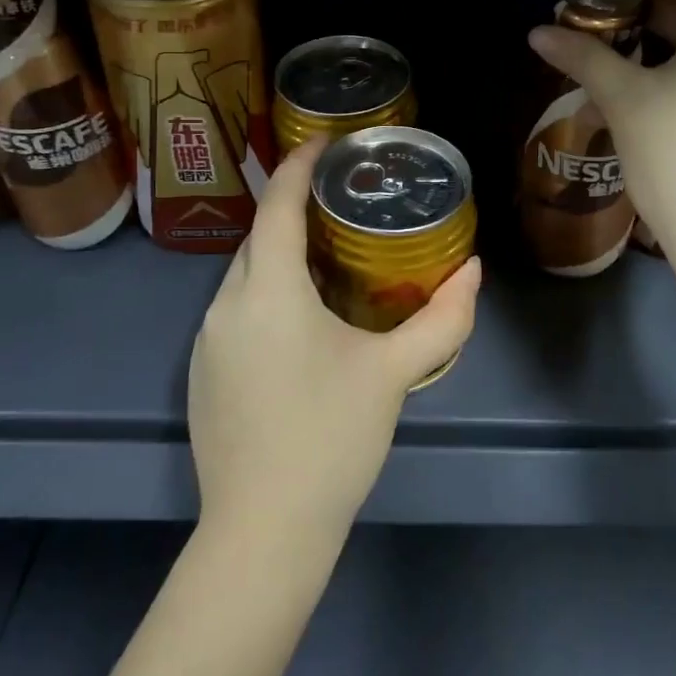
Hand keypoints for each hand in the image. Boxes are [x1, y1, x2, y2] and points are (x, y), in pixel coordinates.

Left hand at [187, 137, 482, 545]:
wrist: (262, 534)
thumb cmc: (330, 438)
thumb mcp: (394, 372)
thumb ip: (443, 319)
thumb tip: (474, 271)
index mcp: (268, 292)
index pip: (279, 206)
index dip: (299, 166)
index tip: (325, 142)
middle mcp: (226, 306)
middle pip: (258, 238)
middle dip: (294, 211)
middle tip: (341, 203)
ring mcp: (206, 343)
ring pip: (244, 278)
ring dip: (280, 258)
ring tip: (327, 259)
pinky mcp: (201, 376)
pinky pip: (235, 314)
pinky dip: (266, 297)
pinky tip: (299, 325)